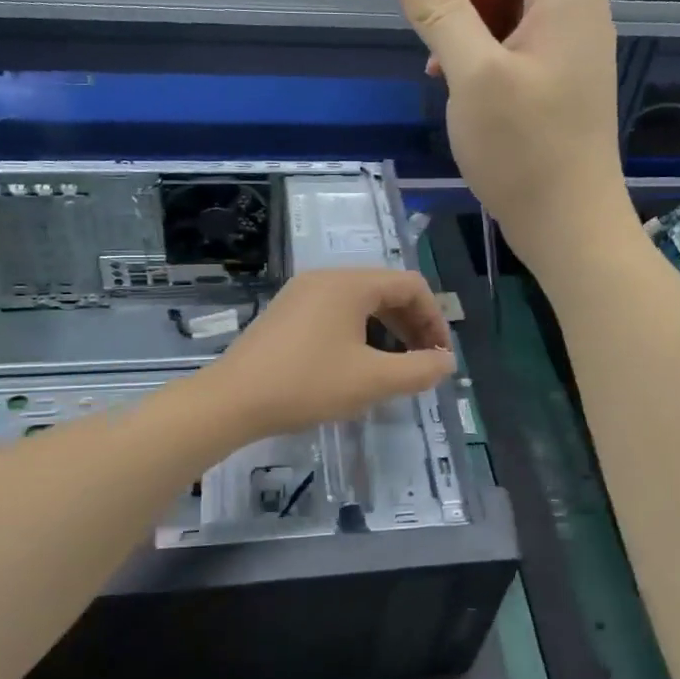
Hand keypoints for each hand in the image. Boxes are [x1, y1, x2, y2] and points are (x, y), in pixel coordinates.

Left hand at [202, 269, 455, 438]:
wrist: (232, 400)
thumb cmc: (307, 384)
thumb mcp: (372, 380)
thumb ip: (418, 370)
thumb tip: (447, 362)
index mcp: (350, 283)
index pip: (411, 285)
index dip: (435, 318)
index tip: (440, 356)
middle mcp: (326, 278)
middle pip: (386, 290)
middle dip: (412, 324)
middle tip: (423, 362)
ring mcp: (302, 293)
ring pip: (361, 302)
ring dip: (387, 329)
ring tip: (395, 366)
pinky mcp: (287, 312)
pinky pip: (336, 311)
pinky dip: (359, 331)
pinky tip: (358, 363)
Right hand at [394, 0, 637, 271]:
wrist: (569, 225)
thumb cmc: (526, 153)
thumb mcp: (473, 76)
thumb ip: (440, 6)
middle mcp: (574, 1)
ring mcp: (565, 38)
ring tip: (426, 25)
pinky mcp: (552, 69)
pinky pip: (511, 25)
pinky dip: (476, 28)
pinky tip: (443, 66)